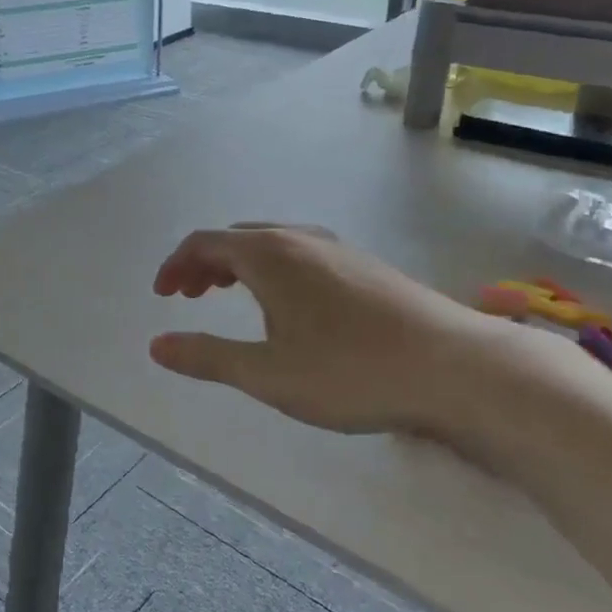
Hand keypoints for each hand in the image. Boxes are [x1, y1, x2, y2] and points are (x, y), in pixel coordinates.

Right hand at [149, 223, 530, 441]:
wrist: (455, 368)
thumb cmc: (350, 370)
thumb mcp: (266, 373)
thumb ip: (207, 357)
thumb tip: (157, 346)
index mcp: (268, 254)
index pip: (204, 242)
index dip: (175, 265)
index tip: (163, 295)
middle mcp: (300, 239)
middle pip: (236, 238)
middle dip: (204, 263)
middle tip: (188, 295)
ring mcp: (338, 249)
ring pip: (271, 244)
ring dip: (239, 265)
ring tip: (229, 295)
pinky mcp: (366, 267)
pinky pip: (300, 255)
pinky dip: (272, 270)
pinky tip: (288, 306)